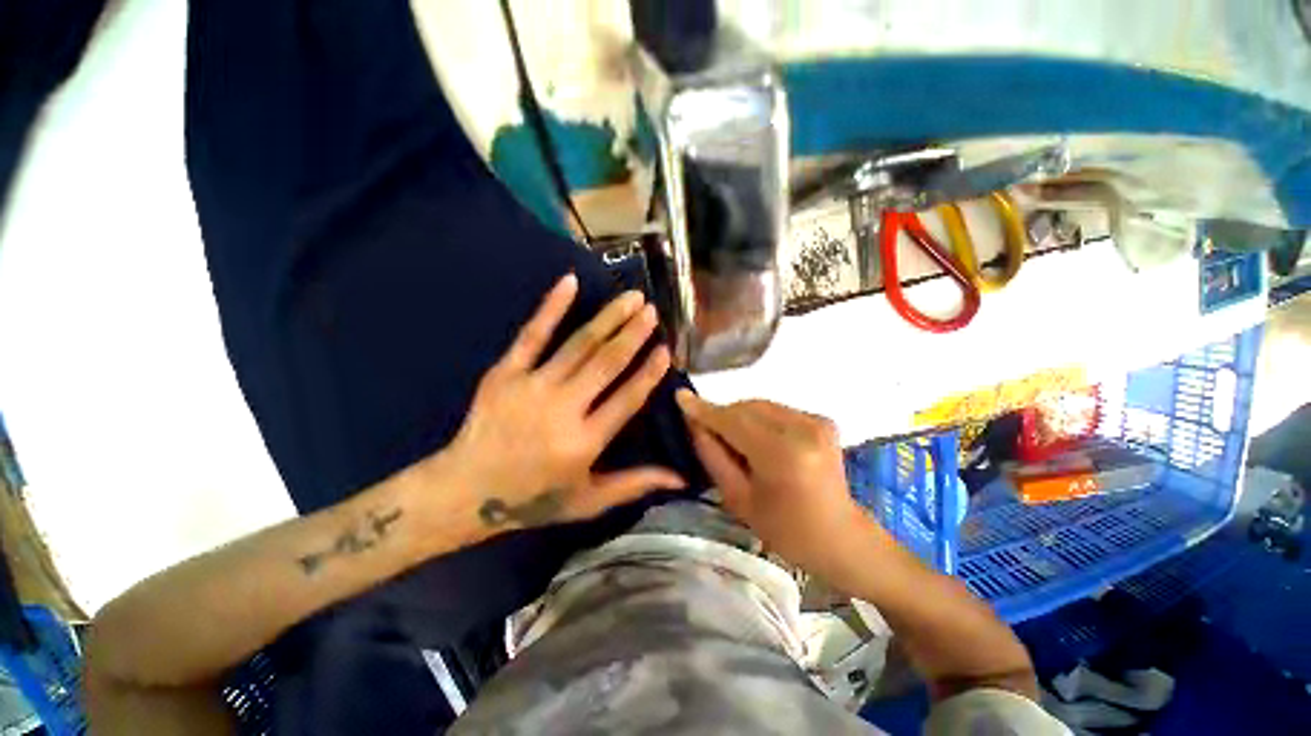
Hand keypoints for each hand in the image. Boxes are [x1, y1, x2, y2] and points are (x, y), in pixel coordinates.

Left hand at [441, 273, 684, 536]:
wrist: (464, 492)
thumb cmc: (533, 499)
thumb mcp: (588, 501)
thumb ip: (634, 484)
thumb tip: (680, 476)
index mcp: (584, 442)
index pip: (627, 399)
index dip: (649, 373)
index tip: (666, 350)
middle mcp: (562, 409)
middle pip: (606, 363)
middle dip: (633, 334)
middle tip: (652, 311)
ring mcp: (531, 386)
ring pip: (578, 344)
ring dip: (608, 318)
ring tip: (631, 298)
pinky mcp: (504, 373)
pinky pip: (532, 334)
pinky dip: (551, 307)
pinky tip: (569, 282)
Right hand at [676, 391, 865, 575]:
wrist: (841, 537)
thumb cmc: (786, 530)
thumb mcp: (739, 499)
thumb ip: (713, 455)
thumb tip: (694, 423)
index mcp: (782, 454)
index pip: (733, 421)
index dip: (704, 409)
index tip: (679, 396)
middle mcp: (802, 429)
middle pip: (746, 408)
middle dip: (723, 416)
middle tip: (709, 434)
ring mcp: (816, 421)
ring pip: (759, 405)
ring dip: (740, 417)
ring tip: (736, 442)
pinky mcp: (822, 419)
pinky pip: (775, 410)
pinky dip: (760, 420)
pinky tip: (760, 442)